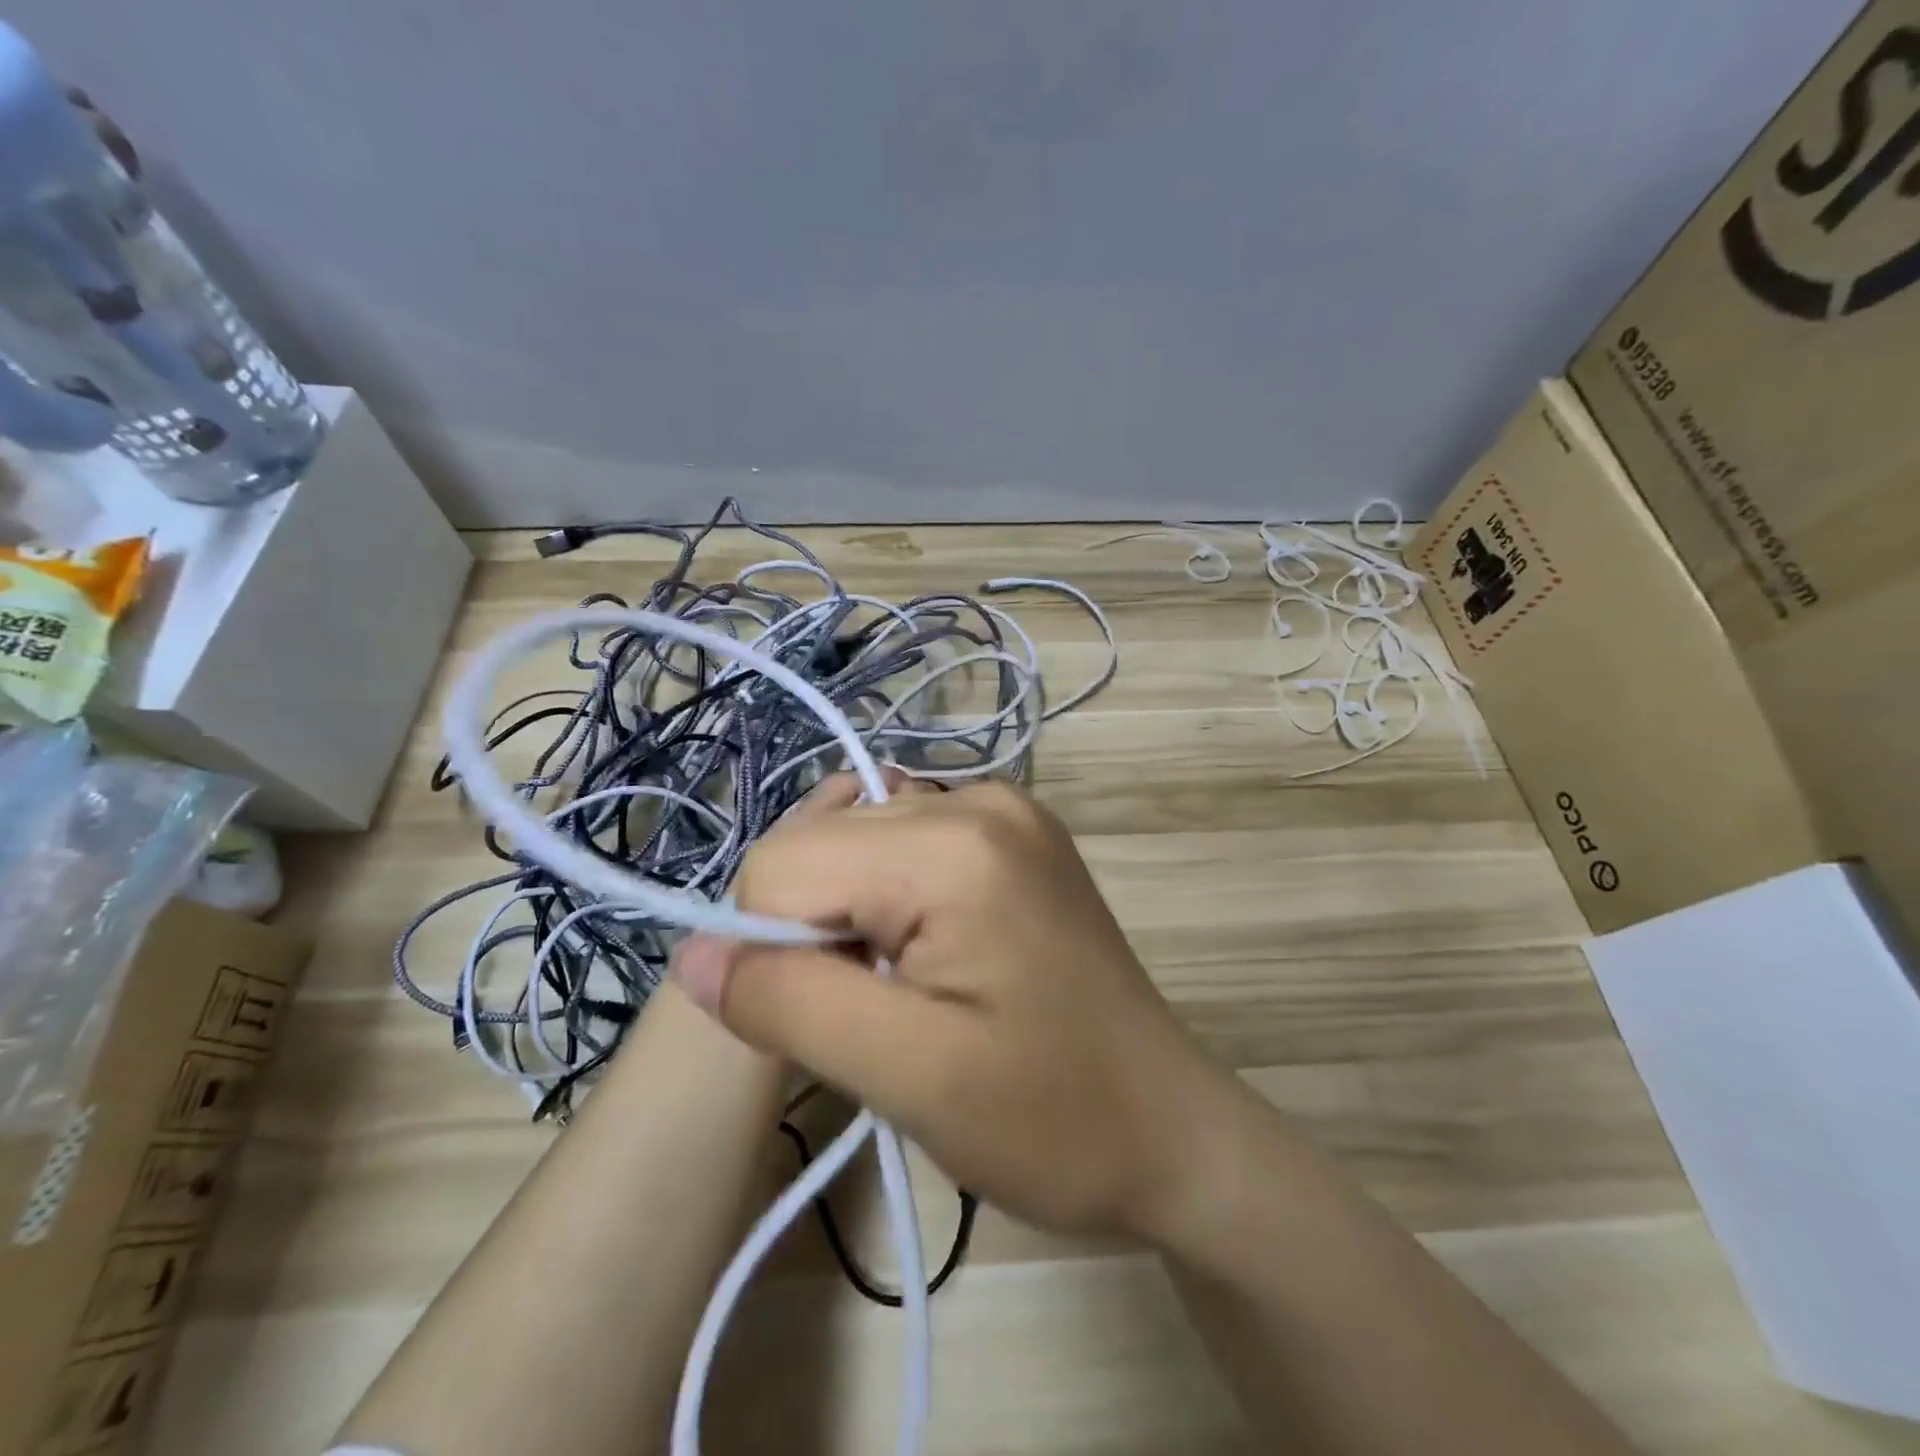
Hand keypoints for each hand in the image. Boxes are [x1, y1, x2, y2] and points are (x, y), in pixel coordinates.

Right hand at [671, 779, 1237, 1239]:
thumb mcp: (909, 1075)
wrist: (1171, 1129)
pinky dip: (891, 906)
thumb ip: (790, 1002)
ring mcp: (1001, 808)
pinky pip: (903, 850)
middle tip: (884, 1014)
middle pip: (822, 848)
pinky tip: (936, 960)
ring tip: (916, 991)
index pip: (783, 866)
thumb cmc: (1053, 1119)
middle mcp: (976, 797)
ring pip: (856, 848)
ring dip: (854, 922)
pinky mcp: (1011, 835)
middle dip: (818, 934)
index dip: (774, 951)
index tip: (831, 1020)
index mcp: (952, 842)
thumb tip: (692, 953)